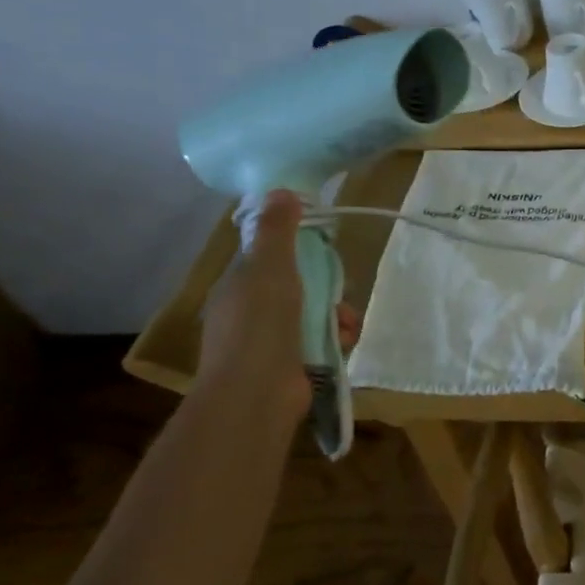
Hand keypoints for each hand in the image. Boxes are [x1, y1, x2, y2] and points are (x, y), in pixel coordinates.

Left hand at [198, 191, 360, 418]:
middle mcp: (247, 314)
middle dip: (325, 286)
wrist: (256, 394)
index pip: (267, 259)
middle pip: (295, 287)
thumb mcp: (270, 267)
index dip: (295, 250)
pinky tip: (345, 341)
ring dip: (336, 314)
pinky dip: (335, 339)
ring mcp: (267, 344)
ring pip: (311, 315)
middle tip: (341, 289)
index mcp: (237, 287)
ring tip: (347, 322)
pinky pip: (319, 342)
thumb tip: (280, 190)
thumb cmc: (260, 325)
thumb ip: (277, 230)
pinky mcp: (288, 368)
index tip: (321, 248)